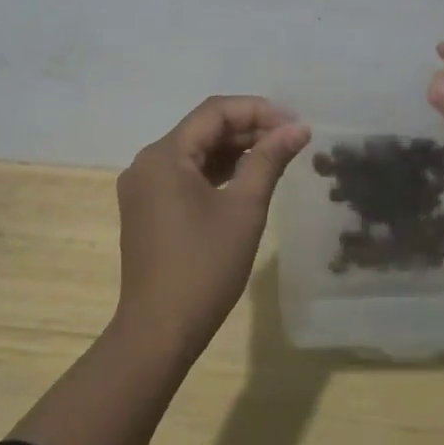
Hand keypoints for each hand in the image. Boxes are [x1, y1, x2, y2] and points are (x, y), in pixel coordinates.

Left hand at [114, 96, 309, 360]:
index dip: (258, 110)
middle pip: (204, 128)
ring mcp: (144, 187)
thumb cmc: (204, 267)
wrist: (158, 334)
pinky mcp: (147, 209)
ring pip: (195, 151)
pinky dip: (217, 171)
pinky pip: (186, 174)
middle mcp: (148, 162)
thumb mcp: (244, 208)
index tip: (294, 123)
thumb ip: (269, 160)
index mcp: (164, 155)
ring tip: (277, 154)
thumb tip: (298, 128)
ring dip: (234, 149)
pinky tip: (247, 177)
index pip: (215, 112)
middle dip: (249, 128)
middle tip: (291, 138)